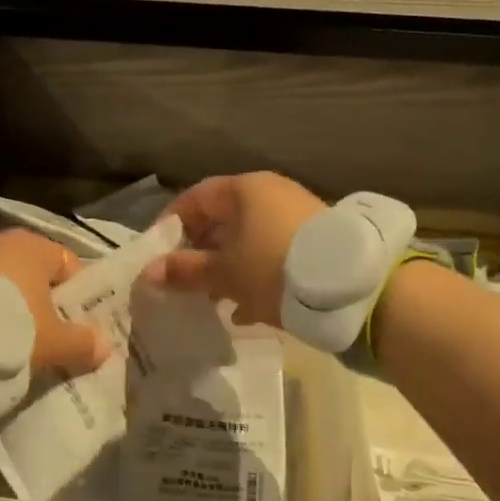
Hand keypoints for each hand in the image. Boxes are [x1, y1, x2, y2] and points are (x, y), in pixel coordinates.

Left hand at [0, 228, 110, 375]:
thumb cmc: (11, 329)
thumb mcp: (54, 343)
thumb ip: (84, 343)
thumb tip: (106, 345)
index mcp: (38, 246)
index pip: (71, 267)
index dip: (78, 299)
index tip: (75, 328)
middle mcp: (6, 240)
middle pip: (37, 274)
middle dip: (44, 303)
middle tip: (46, 337)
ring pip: (7, 282)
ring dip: (12, 305)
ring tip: (11, 339)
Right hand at [140, 172, 326, 326]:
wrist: (352, 287)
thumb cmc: (274, 268)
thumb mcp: (225, 274)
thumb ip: (185, 271)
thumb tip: (147, 273)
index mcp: (244, 190)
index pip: (196, 197)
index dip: (171, 223)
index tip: (157, 253)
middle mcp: (271, 194)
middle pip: (223, 219)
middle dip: (200, 250)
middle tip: (183, 280)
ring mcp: (296, 216)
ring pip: (248, 239)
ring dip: (226, 267)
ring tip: (211, 300)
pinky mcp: (315, 242)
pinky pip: (272, 253)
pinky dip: (254, 275)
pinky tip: (246, 310)